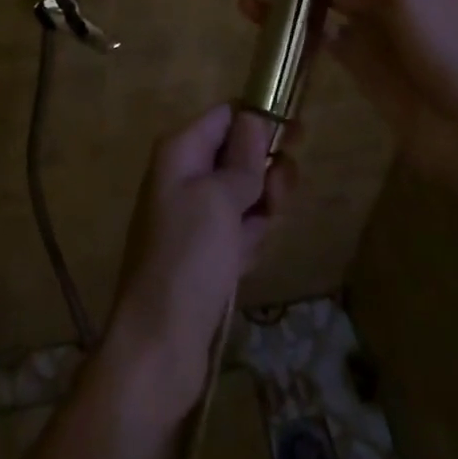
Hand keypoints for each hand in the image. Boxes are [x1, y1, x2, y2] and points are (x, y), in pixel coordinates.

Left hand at [102, 105, 292, 425]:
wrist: (160, 343)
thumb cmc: (188, 257)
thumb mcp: (219, 198)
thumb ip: (242, 158)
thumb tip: (254, 117)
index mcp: (181, 151)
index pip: (226, 115)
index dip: (260, 119)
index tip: (297, 133)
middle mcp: (186, 175)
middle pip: (240, 154)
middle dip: (265, 172)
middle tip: (277, 197)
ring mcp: (196, 215)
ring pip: (246, 194)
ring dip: (262, 210)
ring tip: (255, 235)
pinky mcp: (207, 252)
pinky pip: (241, 229)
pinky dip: (251, 239)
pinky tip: (246, 261)